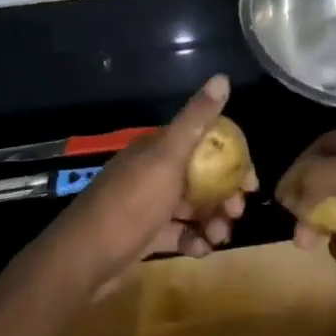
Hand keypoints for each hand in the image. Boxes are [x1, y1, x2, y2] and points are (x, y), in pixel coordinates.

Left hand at [47, 74, 253, 293]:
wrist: (84, 258)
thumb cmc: (131, 202)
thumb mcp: (167, 157)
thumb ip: (196, 120)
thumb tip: (222, 76)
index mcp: (158, 149)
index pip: (205, 143)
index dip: (232, 159)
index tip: (251, 181)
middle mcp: (155, 172)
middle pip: (202, 178)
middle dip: (225, 194)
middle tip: (238, 212)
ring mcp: (150, 205)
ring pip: (193, 207)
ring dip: (213, 220)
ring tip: (220, 237)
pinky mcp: (146, 235)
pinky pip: (179, 233)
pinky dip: (194, 239)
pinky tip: (201, 250)